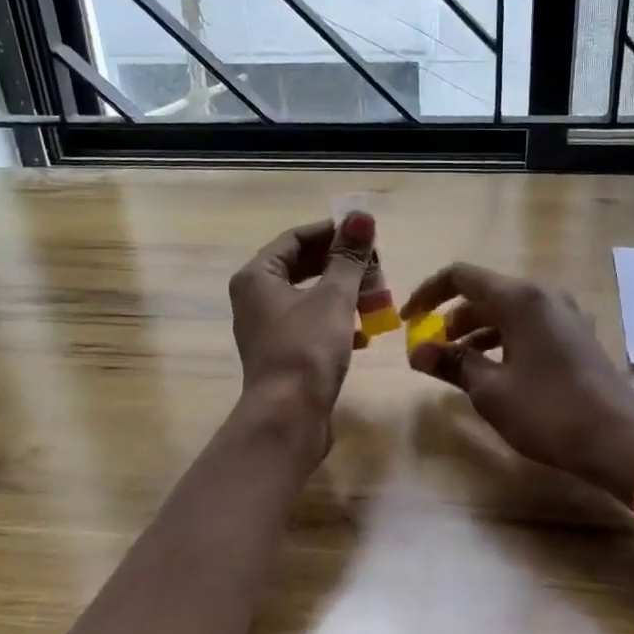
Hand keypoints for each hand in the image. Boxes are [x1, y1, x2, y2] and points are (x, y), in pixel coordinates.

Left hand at [228, 214, 375, 434]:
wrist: (289, 417)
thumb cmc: (307, 348)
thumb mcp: (333, 296)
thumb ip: (348, 257)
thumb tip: (361, 217)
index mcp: (257, 277)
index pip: (296, 238)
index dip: (333, 233)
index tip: (367, 235)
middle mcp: (256, 298)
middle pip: (303, 267)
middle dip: (342, 266)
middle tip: (377, 267)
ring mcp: (268, 328)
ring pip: (310, 297)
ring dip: (344, 294)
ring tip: (377, 297)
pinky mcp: (284, 354)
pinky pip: (312, 325)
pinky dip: (337, 322)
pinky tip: (364, 332)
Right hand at [401, 263, 633, 498]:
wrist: (618, 440)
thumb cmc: (548, 411)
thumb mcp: (491, 390)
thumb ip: (453, 363)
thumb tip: (417, 352)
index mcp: (521, 298)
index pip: (461, 276)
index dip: (428, 293)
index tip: (407, 319)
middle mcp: (544, 295)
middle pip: (485, 292)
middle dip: (452, 318)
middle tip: (431, 350)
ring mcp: (564, 314)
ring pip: (507, 311)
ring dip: (477, 331)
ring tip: (458, 365)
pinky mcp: (575, 335)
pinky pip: (528, 325)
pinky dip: (503, 340)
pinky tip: (493, 371)